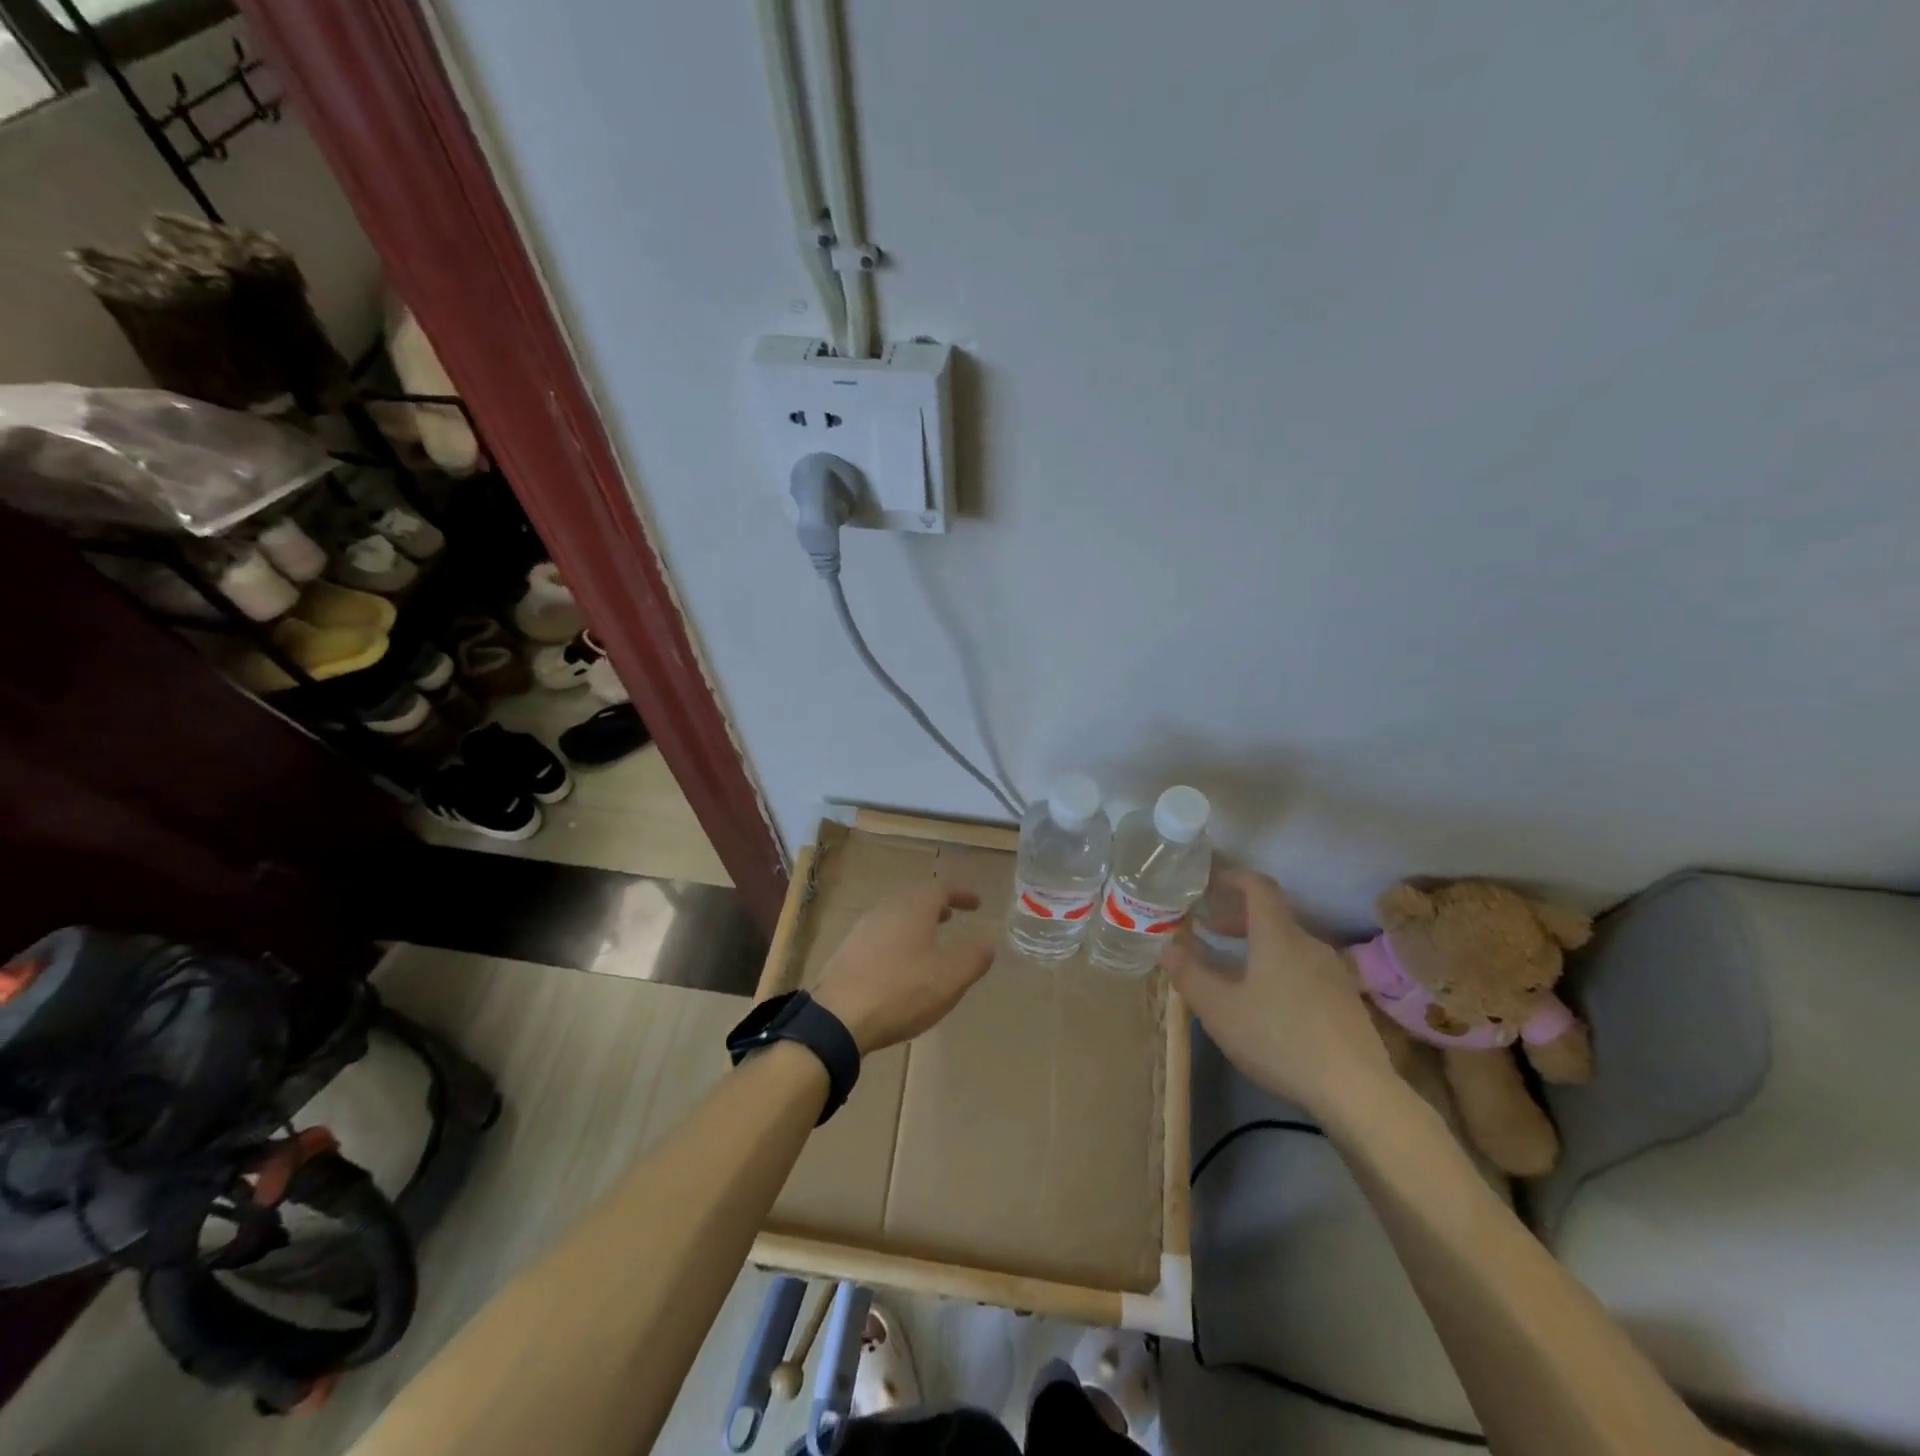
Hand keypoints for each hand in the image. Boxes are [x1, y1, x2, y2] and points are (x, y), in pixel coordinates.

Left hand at [812, 884, 995, 1054]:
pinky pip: (880, 935)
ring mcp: (862, 929)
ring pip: (895, 916)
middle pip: (914, 898)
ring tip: (929, 941)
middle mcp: (886, 909)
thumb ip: (973, 958)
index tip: (977, 904)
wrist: (836, 1017)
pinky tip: (900, 965)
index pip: (941, 888)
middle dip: (936, 906)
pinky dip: (897, 940)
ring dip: (915, 923)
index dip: (961, 894)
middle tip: (952, 917)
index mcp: (913, 908)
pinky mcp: (847, 951)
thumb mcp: (949, 978)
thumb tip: (988, 943)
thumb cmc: (901, 991)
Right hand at [1163, 869, 1394, 1116]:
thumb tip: (1169, 946)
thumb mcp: (1219, 1010)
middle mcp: (1309, 943)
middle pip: (1273, 916)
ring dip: (1259, 945)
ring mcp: (1333, 972)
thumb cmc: (1278, 1039)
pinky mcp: (1346, 1000)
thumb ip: (1189, 974)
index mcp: (1278, 936)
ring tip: (1234, 969)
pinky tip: (1269, 1003)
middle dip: (1238, 917)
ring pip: (1289, 944)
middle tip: (1210, 931)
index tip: (1210, 882)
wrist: (1355, 1091)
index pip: (1258, 886)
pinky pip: (1306, 969)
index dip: (1233, 877)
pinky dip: (1280, 968)